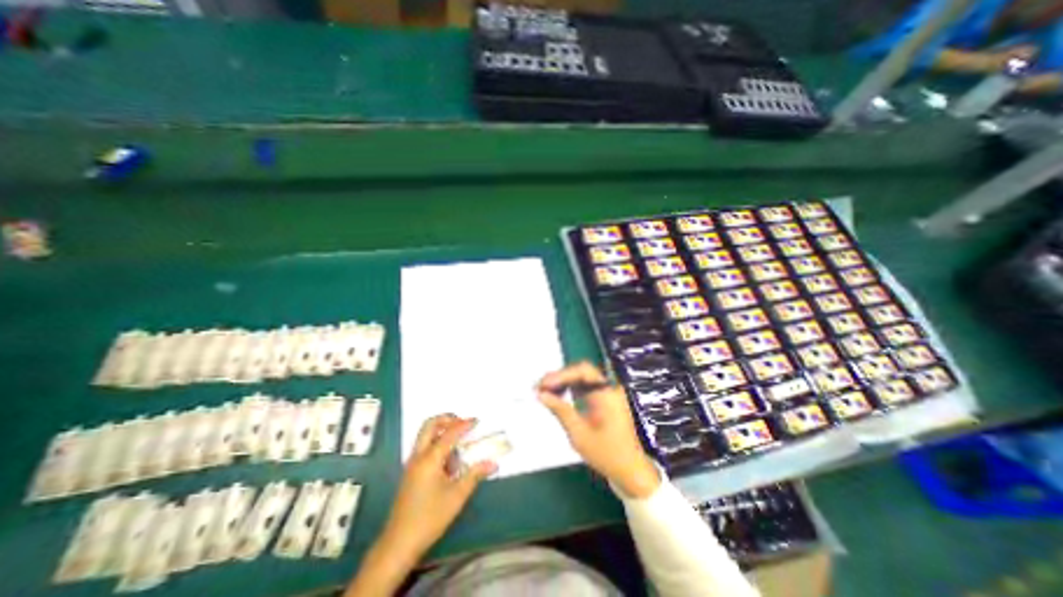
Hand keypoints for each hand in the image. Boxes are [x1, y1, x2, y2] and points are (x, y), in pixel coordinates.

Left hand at [350, 414, 498, 596]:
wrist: (398, 544)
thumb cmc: (429, 518)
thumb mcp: (457, 496)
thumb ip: (475, 475)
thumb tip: (493, 463)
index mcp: (430, 459)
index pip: (450, 433)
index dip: (464, 425)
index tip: (477, 421)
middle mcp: (418, 456)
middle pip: (430, 425)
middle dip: (447, 419)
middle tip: (462, 423)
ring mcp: (412, 464)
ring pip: (425, 436)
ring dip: (441, 432)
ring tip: (458, 447)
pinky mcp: (410, 472)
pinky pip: (424, 448)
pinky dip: (437, 445)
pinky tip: (448, 464)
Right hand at [541, 364, 657, 497]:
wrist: (630, 470)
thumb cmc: (606, 454)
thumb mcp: (579, 434)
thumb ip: (560, 410)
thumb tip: (541, 394)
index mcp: (607, 393)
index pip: (582, 371)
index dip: (560, 374)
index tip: (543, 385)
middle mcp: (609, 388)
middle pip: (582, 371)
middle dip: (559, 377)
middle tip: (539, 387)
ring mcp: (609, 392)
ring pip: (582, 377)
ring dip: (564, 381)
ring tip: (545, 391)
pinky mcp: (605, 399)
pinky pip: (586, 386)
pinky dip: (571, 388)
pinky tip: (558, 395)